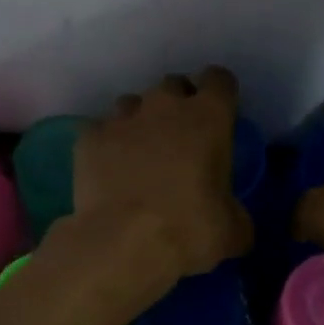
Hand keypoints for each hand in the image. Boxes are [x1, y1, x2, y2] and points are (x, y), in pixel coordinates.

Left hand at [64, 68, 253, 295]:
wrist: (123, 244)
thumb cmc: (190, 231)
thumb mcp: (233, 230)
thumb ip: (234, 210)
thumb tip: (229, 214)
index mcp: (209, 117)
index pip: (219, 80)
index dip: (220, 95)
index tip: (220, 115)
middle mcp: (164, 106)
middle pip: (173, 86)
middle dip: (178, 105)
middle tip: (180, 139)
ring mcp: (122, 119)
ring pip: (133, 104)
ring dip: (140, 122)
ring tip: (140, 155)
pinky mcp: (88, 138)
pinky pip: (100, 130)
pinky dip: (106, 145)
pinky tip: (108, 170)